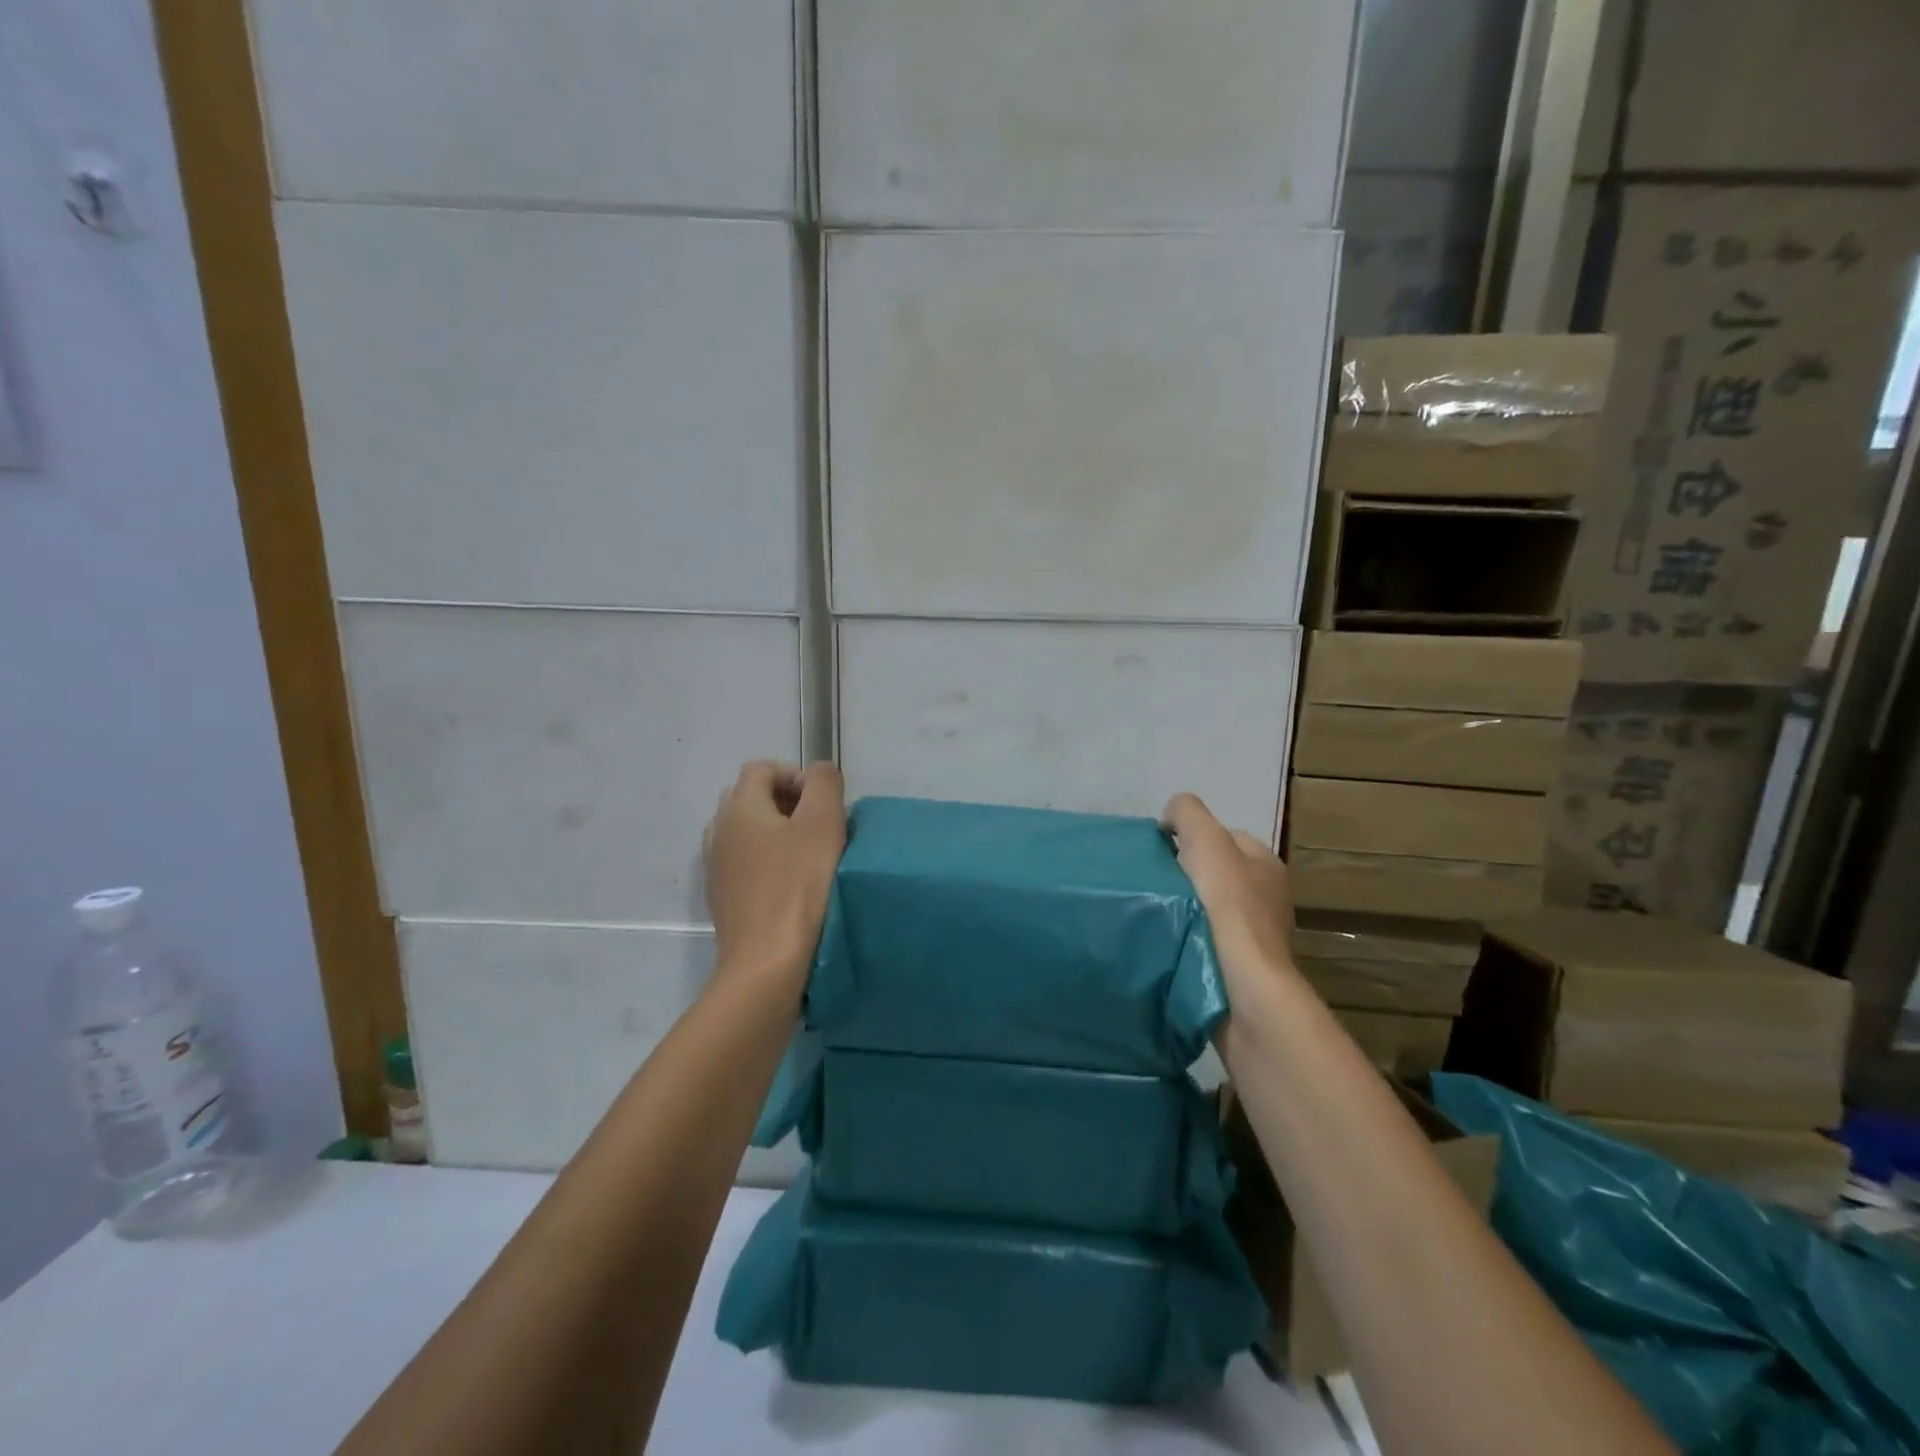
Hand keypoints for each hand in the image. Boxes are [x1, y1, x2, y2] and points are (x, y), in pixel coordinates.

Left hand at [703, 761, 846, 992]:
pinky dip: (766, 861)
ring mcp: (716, 866)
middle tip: (818, 826)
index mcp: (739, 807)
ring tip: (806, 856)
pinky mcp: (722, 897)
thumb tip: (818, 773)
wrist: (766, 961)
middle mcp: (719, 830)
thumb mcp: (823, 823)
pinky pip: (743, 862)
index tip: (822, 803)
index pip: (762, 768)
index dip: (795, 776)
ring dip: (776, 833)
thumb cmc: (799, 886)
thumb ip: (824, 784)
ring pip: (746, 832)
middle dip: (786, 802)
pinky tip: (790, 885)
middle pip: (751, 797)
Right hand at [1161, 792, 1294, 979]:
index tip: (1162, 854)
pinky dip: (1189, 939)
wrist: (1240, 984)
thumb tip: (1172, 819)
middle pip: (1217, 874)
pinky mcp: (1242, 968)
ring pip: (1211, 909)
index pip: (1226, 837)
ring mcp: (1257, 937)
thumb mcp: (1205, 838)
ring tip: (1159, 915)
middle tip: (1157, 884)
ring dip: (1186, 911)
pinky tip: (1171, 941)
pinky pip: (1208, 941)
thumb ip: (1187, 813)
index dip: (1192, 838)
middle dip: (1188, 876)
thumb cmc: (1226, 905)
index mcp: (1267, 864)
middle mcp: (1269, 898)